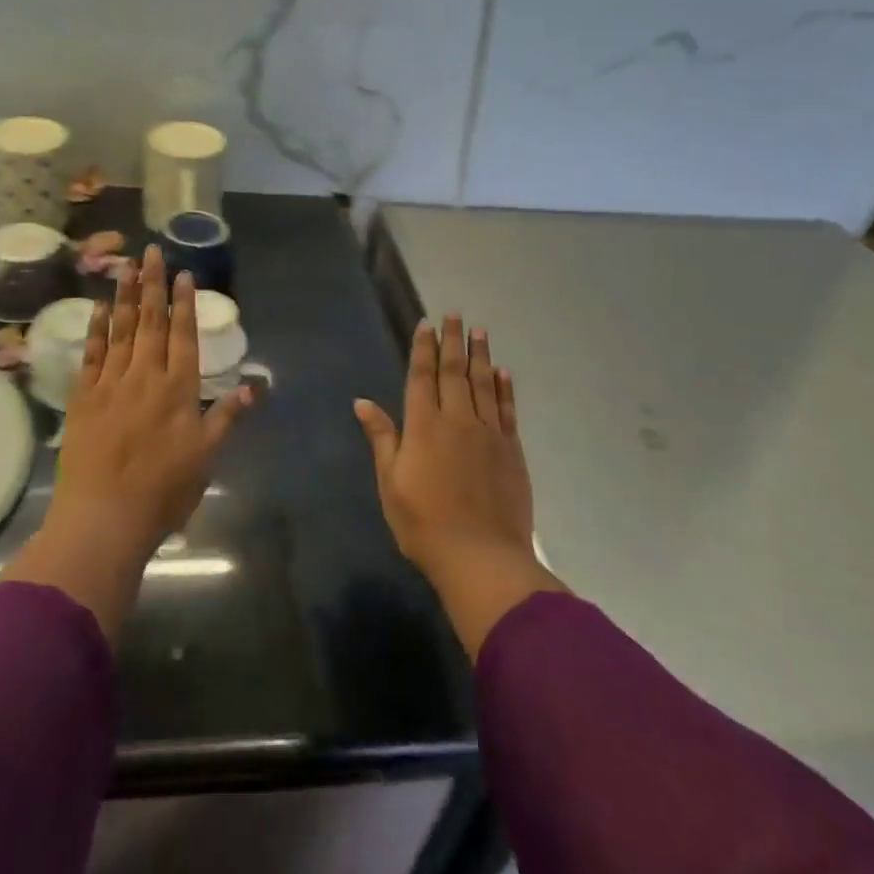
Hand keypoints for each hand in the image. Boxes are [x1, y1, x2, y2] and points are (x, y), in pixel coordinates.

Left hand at [3, 247, 252, 640]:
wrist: (104, 516)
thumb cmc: (163, 490)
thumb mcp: (207, 456)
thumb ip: (228, 415)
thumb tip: (255, 386)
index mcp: (177, 388)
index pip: (182, 334)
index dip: (184, 302)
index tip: (183, 273)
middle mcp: (144, 375)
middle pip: (151, 321)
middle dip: (153, 284)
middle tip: (152, 251)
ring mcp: (111, 383)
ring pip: (121, 330)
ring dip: (125, 296)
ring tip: (126, 266)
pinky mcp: (84, 397)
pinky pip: (92, 354)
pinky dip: (97, 329)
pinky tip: (100, 308)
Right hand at [356, 317, 563, 658]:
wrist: (482, 559)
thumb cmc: (424, 524)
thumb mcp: (391, 484)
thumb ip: (382, 439)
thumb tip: (362, 402)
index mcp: (424, 426)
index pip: (423, 376)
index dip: (423, 348)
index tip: (426, 324)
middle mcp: (458, 420)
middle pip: (455, 371)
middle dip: (453, 341)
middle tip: (455, 314)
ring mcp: (488, 433)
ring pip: (484, 383)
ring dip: (481, 355)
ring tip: (480, 331)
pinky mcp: (511, 450)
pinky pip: (507, 409)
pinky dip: (504, 388)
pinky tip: (503, 372)